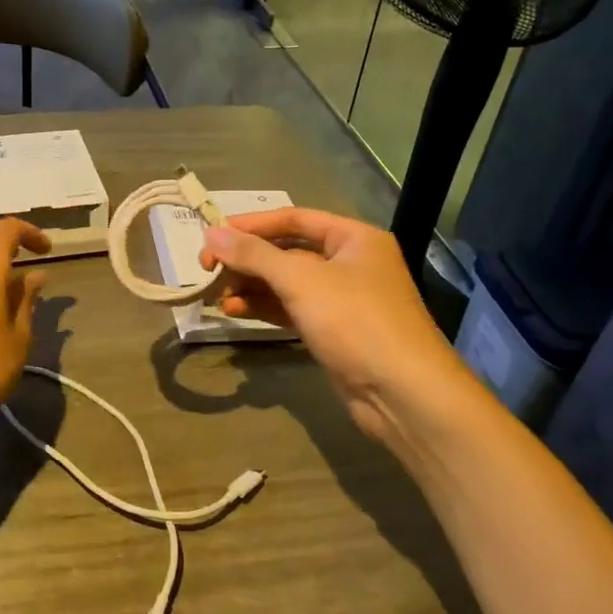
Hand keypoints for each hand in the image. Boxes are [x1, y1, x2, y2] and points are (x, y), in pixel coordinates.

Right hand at [200, 209, 476, 452]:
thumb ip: (254, 254)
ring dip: (251, 286)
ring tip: (216, 295)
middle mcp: (350, 263)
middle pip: (287, 250)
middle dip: (247, 259)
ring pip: (286, 283)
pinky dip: (264, 308)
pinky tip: (234, 312)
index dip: (251, 225)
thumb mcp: (301, 280)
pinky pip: (292, 309)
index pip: (294, 218)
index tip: (213, 236)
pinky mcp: (334, 331)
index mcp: (354, 238)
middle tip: (208, 269)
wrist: (404, 395)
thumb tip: (212, 233)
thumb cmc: (356, 322)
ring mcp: (343, 300)